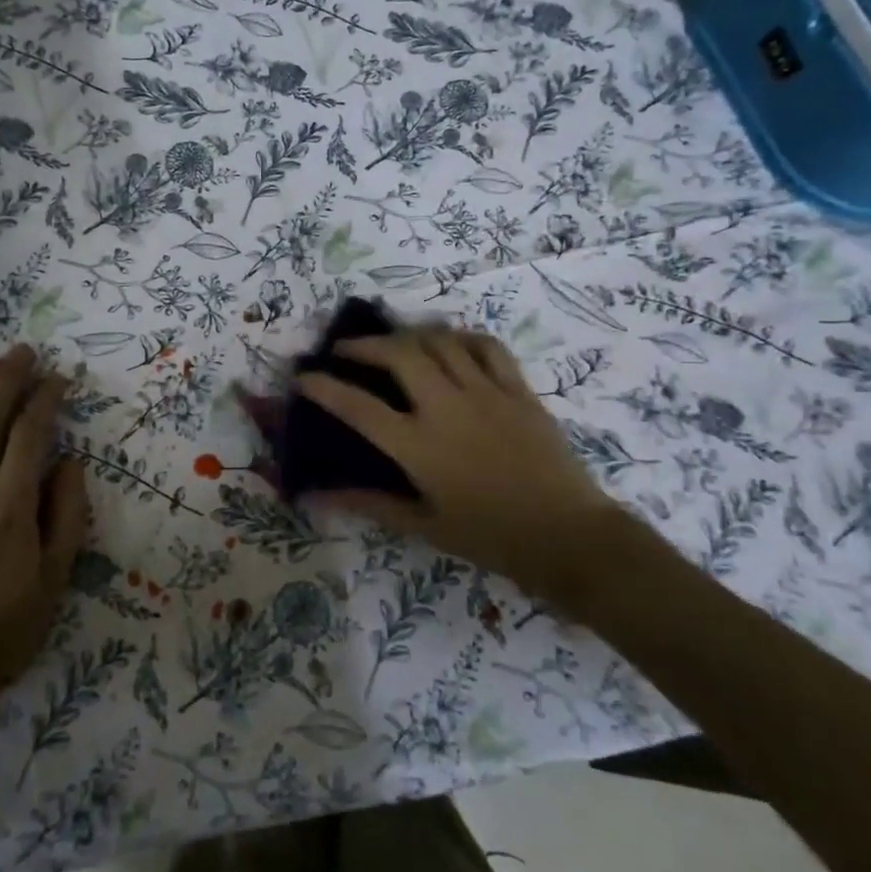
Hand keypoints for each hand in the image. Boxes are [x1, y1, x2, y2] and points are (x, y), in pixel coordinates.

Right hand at [296, 328, 624, 604]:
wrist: (567, 535)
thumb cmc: (489, 536)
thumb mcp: (423, 525)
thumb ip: (369, 502)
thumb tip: (318, 495)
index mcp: (418, 445)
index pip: (357, 406)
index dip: (324, 387)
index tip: (303, 375)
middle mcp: (446, 407)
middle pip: (398, 355)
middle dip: (364, 345)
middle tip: (346, 349)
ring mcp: (485, 392)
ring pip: (439, 341)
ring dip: (408, 335)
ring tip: (393, 342)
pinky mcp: (517, 389)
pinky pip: (485, 346)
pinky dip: (460, 337)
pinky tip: (449, 344)